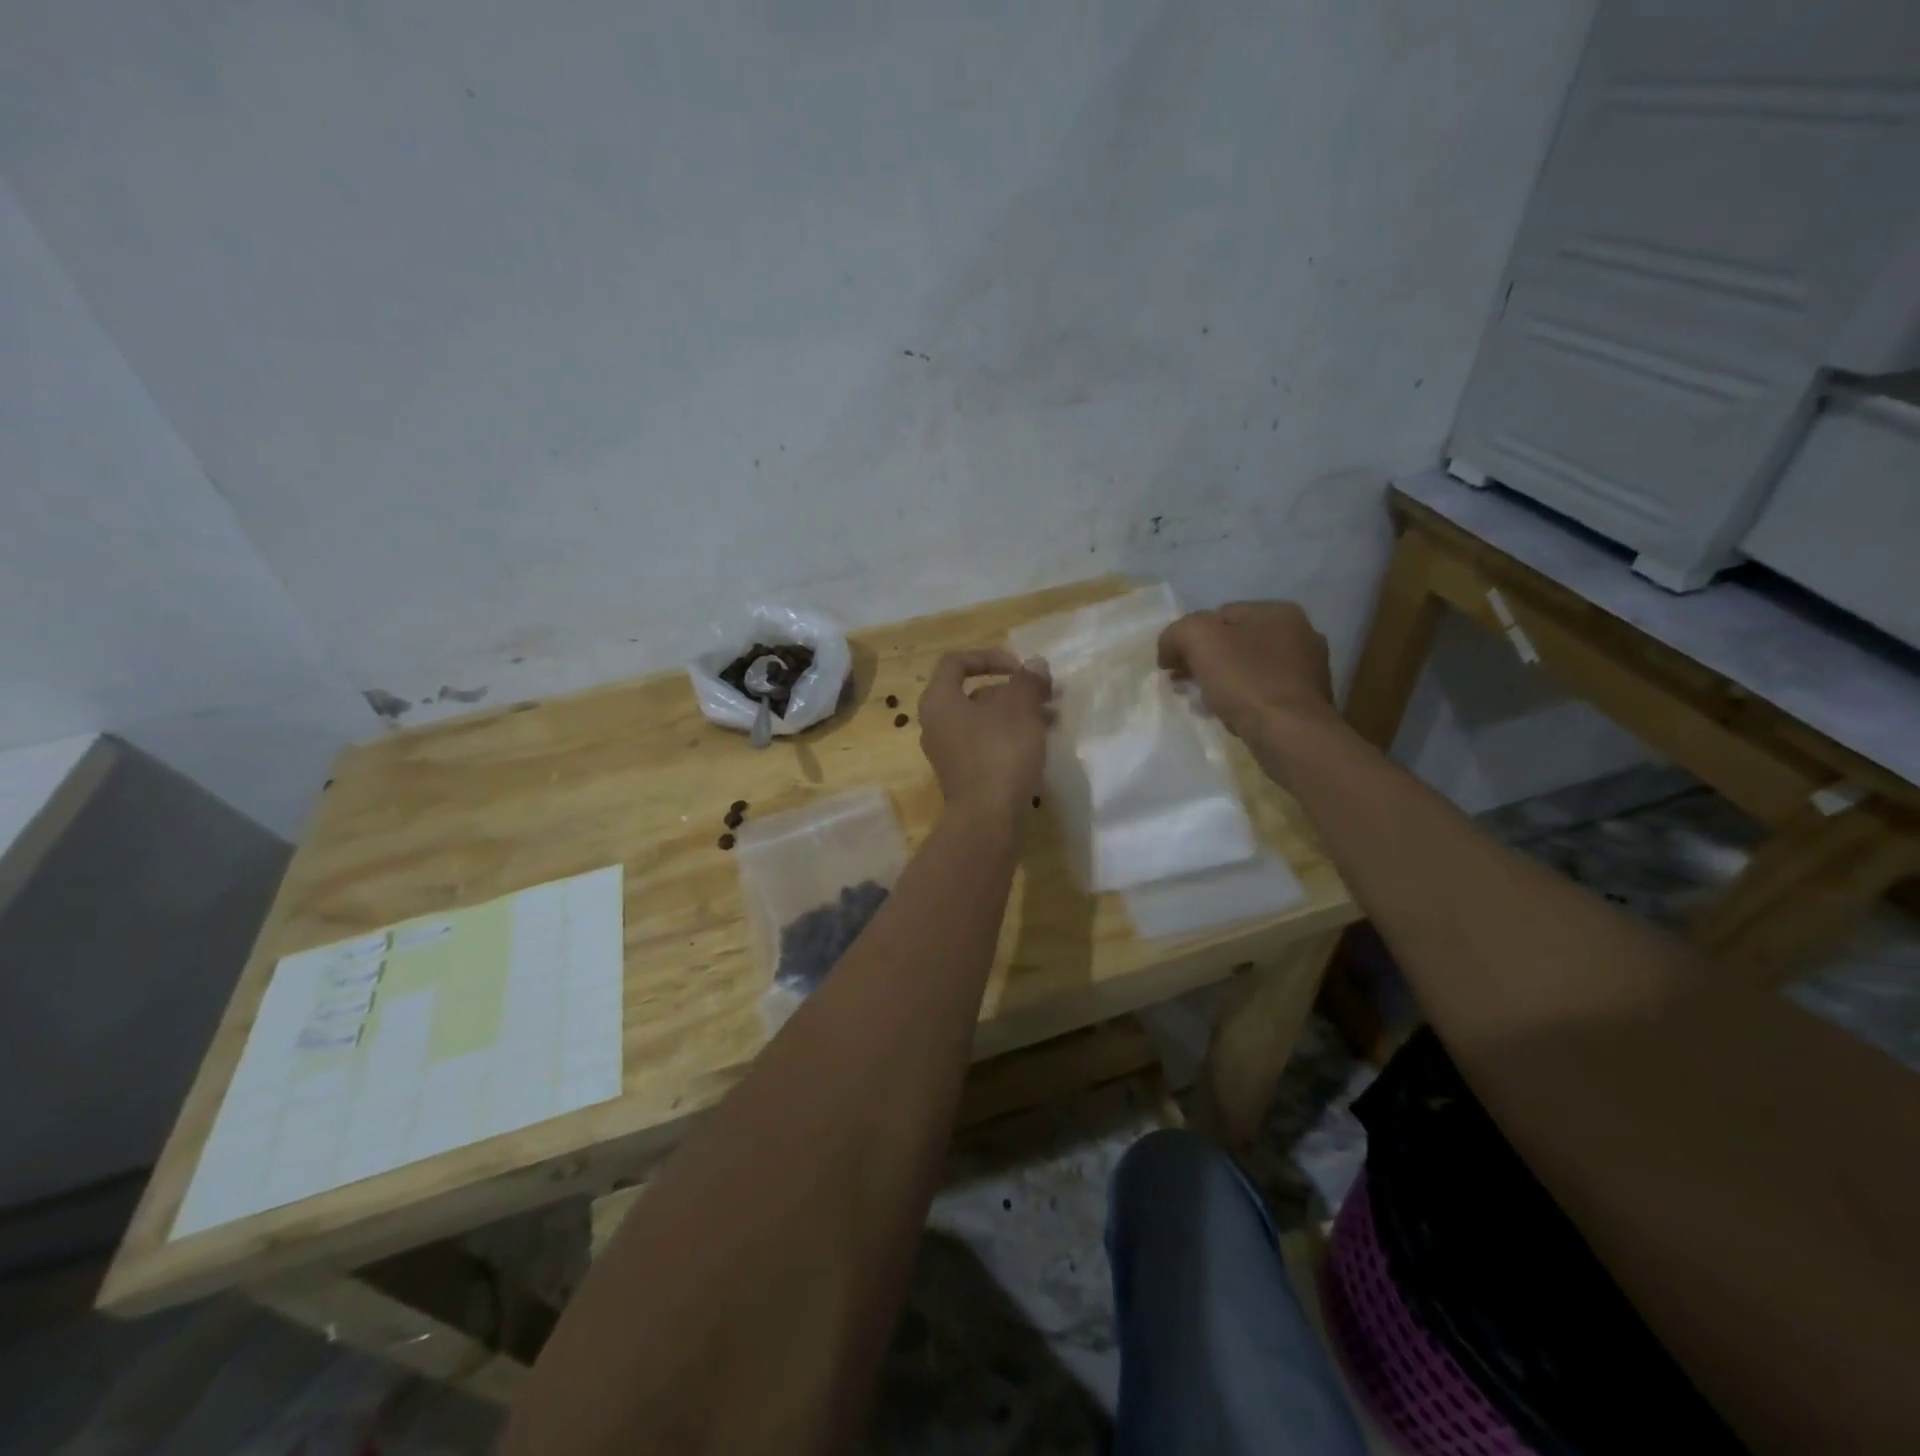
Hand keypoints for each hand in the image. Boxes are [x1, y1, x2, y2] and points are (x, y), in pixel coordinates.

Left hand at [918, 649, 1052, 821]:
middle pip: (973, 693)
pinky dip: (1011, 737)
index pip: (956, 662)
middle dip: (1012, 689)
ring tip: (1052, 717)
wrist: (988, 819)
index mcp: (939, 701)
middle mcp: (936, 725)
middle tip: (1045, 693)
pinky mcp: (965, 776)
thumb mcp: (1020, 709)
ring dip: (1017, 713)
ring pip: (984, 721)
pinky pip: (987, 745)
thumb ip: (1028, 681)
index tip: (1020, 668)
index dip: (989, 657)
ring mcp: (949, 753)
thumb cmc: (1000, 753)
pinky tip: (1040, 742)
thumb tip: (1034, 665)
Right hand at [1157, 601, 1335, 741]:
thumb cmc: (1245, 681)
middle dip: (1204, 662)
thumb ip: (1177, 633)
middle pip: (1234, 643)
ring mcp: (1308, 669)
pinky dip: (1244, 701)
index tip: (1173, 666)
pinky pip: (1263, 694)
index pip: (1218, 616)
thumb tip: (1169, 650)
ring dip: (1223, 683)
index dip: (1189, 639)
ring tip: (1204, 704)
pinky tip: (1231, 716)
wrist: (1289, 734)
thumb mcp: (1198, 639)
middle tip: (1183, 685)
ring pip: (1248, 670)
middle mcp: (1300, 634)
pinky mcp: (1307, 701)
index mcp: (1278, 611)